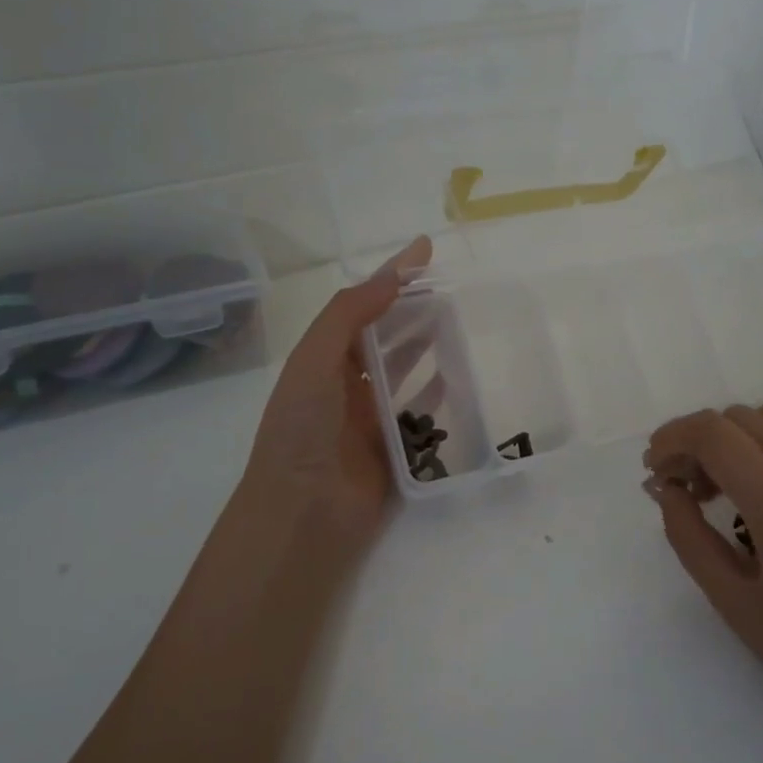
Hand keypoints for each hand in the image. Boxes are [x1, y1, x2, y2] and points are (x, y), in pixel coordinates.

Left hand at [240, 237, 432, 561]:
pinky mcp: (396, 449)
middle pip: (386, 335)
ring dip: (427, 345)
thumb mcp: (314, 361)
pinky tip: (457, 377)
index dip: (391, 275)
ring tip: (460, 322)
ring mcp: (371, 417)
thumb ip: (348, 315)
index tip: (425, 249)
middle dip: (413, 308)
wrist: (302, 513)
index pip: (361, 305)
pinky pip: (421, 413)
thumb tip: (392, 278)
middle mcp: (346, 384)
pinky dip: (437, 394)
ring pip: (405, 371)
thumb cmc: (302, 430)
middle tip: (452, 288)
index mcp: (322, 360)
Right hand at [643, 399, 762, 735]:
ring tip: (734, 472)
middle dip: (699, 442)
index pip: (712, 435)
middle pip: (742, 419)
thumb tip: (666, 489)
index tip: (655, 467)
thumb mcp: (732, 601)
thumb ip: (689, 537)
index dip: (672, 438)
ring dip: (744, 430)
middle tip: (687, 487)